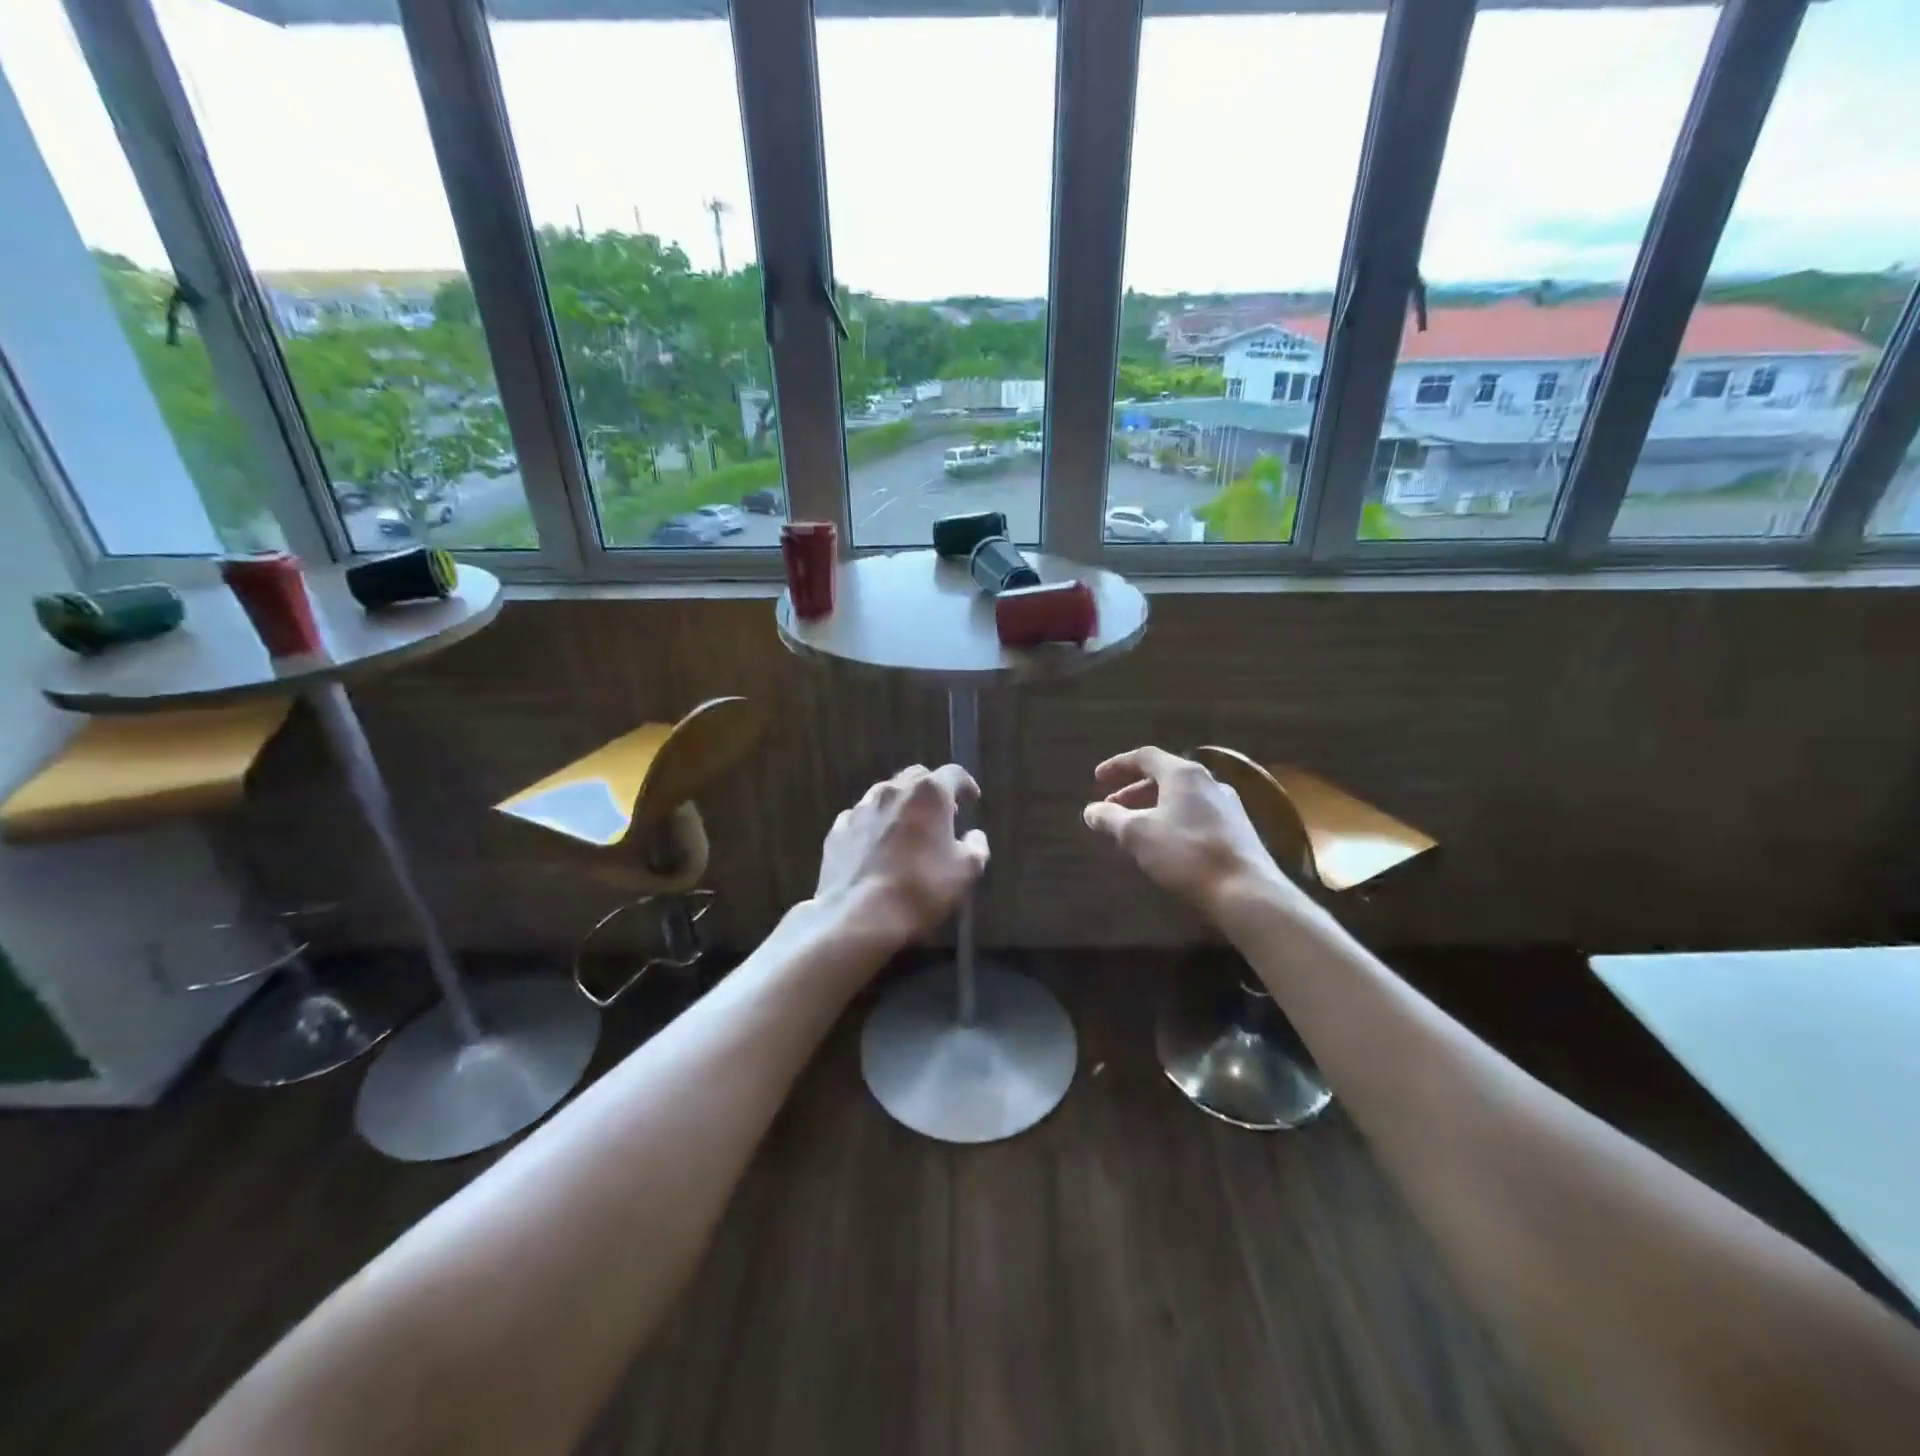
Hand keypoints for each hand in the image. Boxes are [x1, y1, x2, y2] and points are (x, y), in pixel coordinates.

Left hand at [814, 764, 989, 949]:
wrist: (859, 916)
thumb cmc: (921, 889)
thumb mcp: (966, 872)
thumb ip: (976, 847)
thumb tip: (975, 836)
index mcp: (929, 793)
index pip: (953, 773)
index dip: (965, 784)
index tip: (971, 799)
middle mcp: (892, 790)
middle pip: (916, 777)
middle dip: (931, 790)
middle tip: (941, 814)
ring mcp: (860, 808)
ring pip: (886, 794)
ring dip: (901, 805)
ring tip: (908, 830)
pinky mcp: (837, 830)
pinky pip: (861, 818)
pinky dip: (874, 825)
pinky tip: (877, 847)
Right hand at [1083, 747, 1293, 919]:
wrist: (1245, 890)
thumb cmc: (1186, 854)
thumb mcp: (1137, 835)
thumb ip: (1111, 818)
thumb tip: (1091, 810)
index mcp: (1183, 774)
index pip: (1145, 757)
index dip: (1118, 765)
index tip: (1097, 778)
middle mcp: (1208, 781)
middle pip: (1164, 776)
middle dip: (1133, 790)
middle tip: (1112, 807)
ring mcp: (1228, 805)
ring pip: (1181, 797)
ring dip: (1153, 807)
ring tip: (1134, 827)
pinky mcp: (1238, 829)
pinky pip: (1196, 814)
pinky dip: (1173, 819)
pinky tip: (1165, 843)